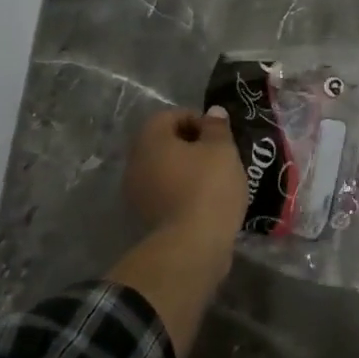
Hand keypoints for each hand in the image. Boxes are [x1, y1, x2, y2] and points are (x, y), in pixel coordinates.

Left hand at [121, 107, 248, 242]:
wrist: (193, 245)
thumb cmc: (208, 186)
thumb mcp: (222, 149)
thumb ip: (216, 127)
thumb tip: (212, 112)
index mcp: (150, 140)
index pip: (169, 116)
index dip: (196, 119)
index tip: (218, 135)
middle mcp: (135, 162)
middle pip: (163, 142)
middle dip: (190, 144)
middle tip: (218, 154)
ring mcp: (136, 192)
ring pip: (164, 168)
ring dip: (186, 168)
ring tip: (214, 177)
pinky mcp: (145, 217)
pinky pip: (165, 191)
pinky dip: (182, 189)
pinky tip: (205, 198)